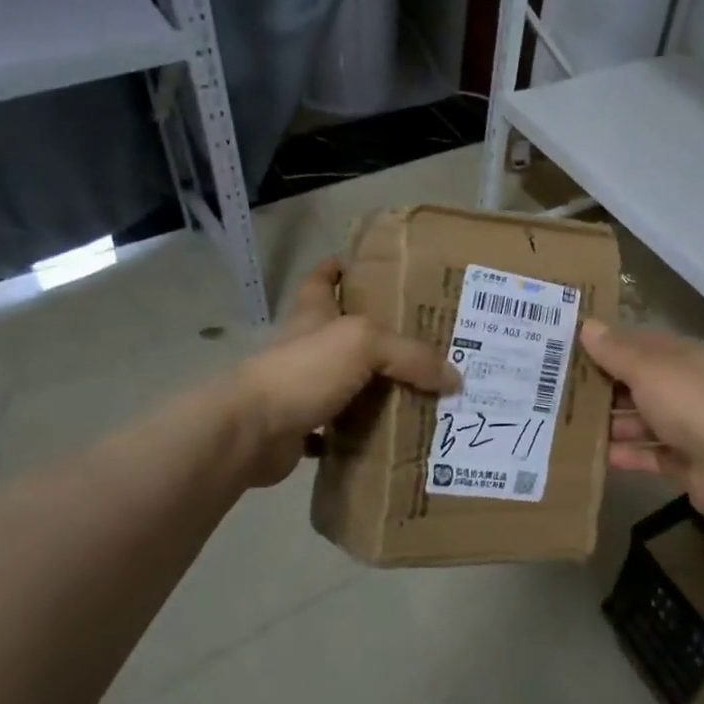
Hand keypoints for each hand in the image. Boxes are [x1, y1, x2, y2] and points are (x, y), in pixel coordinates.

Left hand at [233, 259, 457, 486]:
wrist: (249, 432)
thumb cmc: (302, 370)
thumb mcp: (364, 344)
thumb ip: (412, 355)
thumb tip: (454, 378)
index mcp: (314, 314)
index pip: (323, 278)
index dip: (342, 267)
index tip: (372, 267)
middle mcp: (307, 346)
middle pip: (345, 333)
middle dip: (381, 336)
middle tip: (426, 343)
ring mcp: (302, 387)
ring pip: (347, 382)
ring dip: (376, 388)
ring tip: (421, 391)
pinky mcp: (301, 426)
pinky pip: (339, 428)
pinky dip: (361, 433)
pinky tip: (391, 436)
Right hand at [579, 321, 703, 516]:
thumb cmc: (690, 401)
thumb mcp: (647, 368)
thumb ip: (615, 351)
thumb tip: (587, 325)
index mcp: (684, 356)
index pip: (641, 344)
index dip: (608, 345)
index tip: (569, 351)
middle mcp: (687, 387)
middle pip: (639, 384)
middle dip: (604, 388)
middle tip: (558, 392)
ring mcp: (689, 427)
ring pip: (642, 421)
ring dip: (611, 424)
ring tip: (567, 427)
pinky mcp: (686, 462)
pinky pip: (649, 454)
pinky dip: (625, 455)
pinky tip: (593, 456)